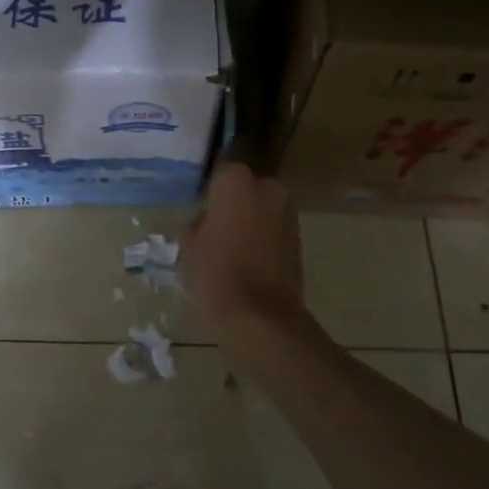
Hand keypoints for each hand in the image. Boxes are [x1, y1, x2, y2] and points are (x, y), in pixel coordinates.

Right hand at [185, 163, 308, 329]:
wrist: (260, 316)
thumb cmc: (215, 273)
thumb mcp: (188, 245)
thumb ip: (196, 221)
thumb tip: (204, 219)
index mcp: (235, 180)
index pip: (218, 173)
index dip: (207, 191)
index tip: (197, 208)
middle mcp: (267, 186)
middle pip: (243, 187)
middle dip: (231, 203)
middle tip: (213, 227)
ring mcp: (287, 210)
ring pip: (260, 207)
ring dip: (248, 219)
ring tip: (230, 246)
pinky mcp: (299, 235)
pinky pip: (273, 227)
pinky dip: (262, 236)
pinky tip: (248, 258)